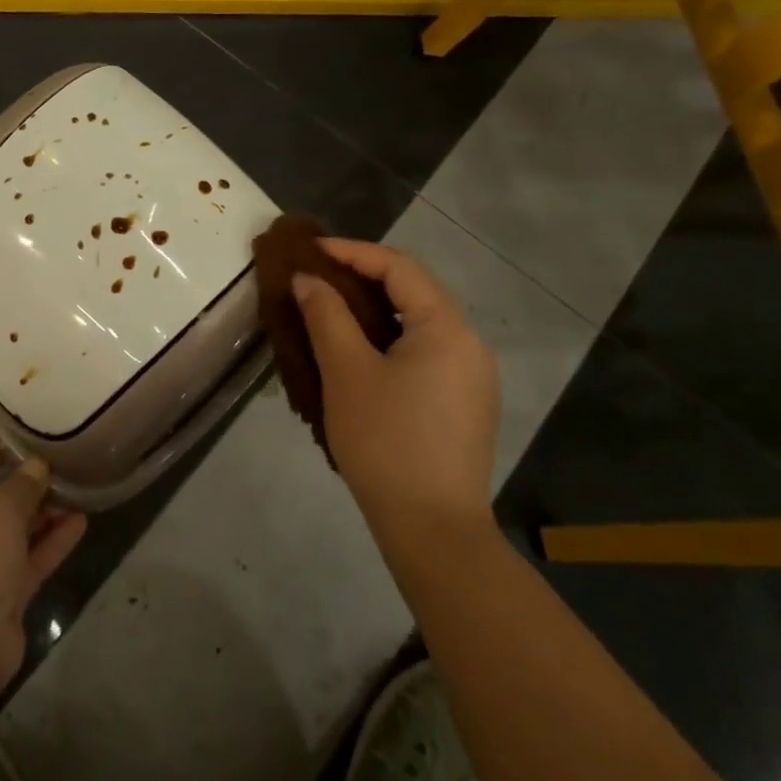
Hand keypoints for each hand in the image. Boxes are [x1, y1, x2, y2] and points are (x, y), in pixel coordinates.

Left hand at [0, 442, 88, 695]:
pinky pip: (28, 562)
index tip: (8, 449)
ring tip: (75, 492)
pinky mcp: (0, 599)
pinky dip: (51, 543)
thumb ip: (23, 483)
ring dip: (42, 514)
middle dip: (20, 487)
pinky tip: (81, 522)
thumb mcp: (0, 506)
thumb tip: (37, 467)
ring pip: (12, 534)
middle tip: (54, 470)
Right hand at [292, 238, 499, 540]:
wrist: (433, 530)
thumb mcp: (346, 372)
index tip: (311, 250)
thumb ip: (326, 315)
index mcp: (447, 328)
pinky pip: (426, 352)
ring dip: (377, 310)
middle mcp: (469, 344)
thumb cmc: (386, 441)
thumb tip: (308, 279)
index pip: (399, 268)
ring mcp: (473, 377)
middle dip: (364, 277)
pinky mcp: (466, 405)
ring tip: (333, 310)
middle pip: (414, 292)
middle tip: (319, 276)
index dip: (353, 252)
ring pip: (420, 324)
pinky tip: (361, 355)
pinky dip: (391, 340)